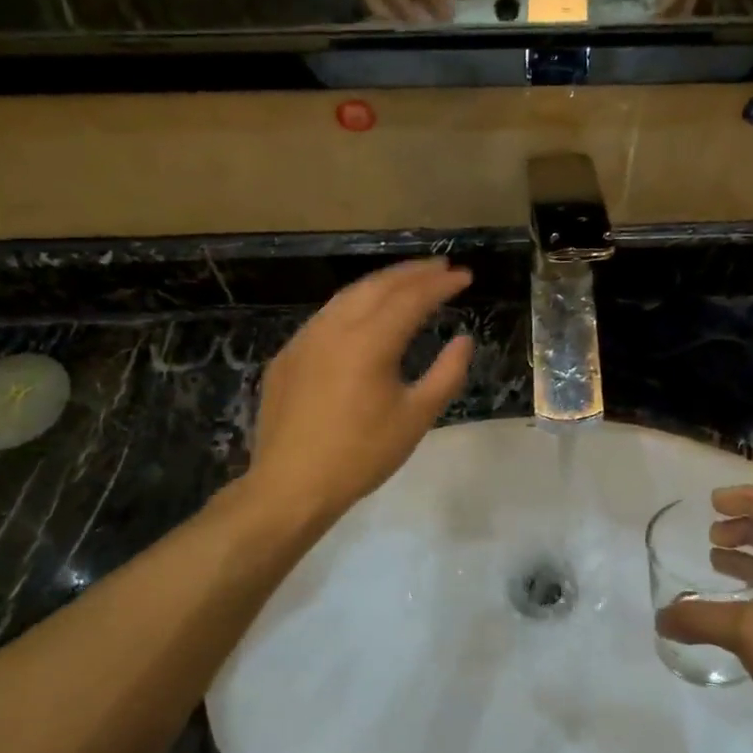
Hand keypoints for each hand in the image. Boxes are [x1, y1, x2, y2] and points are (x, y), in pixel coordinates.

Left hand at [249, 259, 473, 524]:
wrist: (291, 485)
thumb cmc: (361, 455)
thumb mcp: (416, 418)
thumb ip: (446, 374)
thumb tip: (463, 340)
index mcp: (370, 341)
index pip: (412, 298)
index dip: (441, 284)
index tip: (465, 276)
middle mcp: (334, 327)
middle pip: (378, 285)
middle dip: (413, 272)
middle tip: (441, 267)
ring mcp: (305, 338)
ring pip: (348, 296)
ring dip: (382, 284)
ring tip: (408, 281)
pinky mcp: (287, 355)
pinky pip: (326, 316)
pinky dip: (354, 304)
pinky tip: (363, 315)